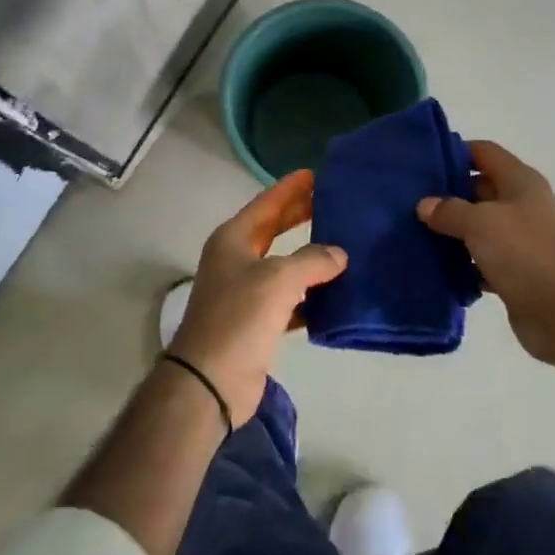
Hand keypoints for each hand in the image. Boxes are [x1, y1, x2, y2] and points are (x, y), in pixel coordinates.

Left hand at [168, 170, 346, 426]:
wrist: (210, 381)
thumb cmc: (239, 317)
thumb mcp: (279, 279)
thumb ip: (312, 260)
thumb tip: (338, 254)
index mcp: (233, 240)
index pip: (266, 204)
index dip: (290, 188)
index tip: (315, 173)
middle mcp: (236, 260)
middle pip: (273, 229)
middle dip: (300, 215)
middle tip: (333, 202)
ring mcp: (245, 292)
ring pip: (284, 265)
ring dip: (310, 257)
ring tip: (344, 244)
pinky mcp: (257, 322)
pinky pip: (290, 299)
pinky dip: (311, 295)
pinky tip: (336, 293)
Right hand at [417, 140, 554, 369]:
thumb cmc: (524, 253)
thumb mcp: (480, 223)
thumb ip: (449, 210)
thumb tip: (424, 205)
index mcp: (520, 182)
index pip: (484, 153)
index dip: (455, 152)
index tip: (421, 163)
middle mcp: (522, 205)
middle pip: (478, 190)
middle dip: (447, 196)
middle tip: (409, 203)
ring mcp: (520, 240)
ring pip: (478, 228)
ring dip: (451, 233)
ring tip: (413, 235)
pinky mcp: (514, 272)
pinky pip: (481, 261)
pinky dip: (463, 265)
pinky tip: (435, 269)